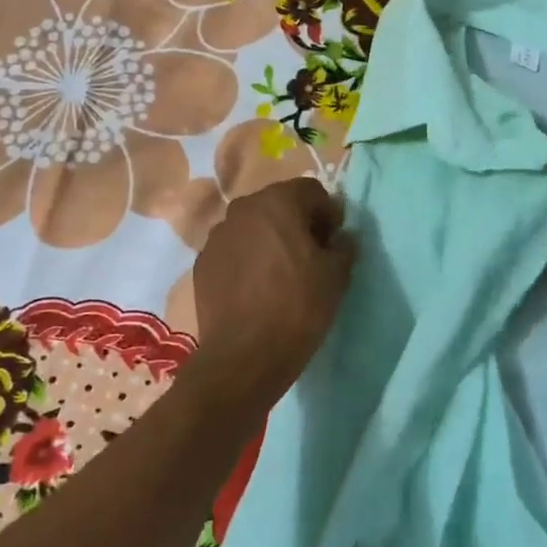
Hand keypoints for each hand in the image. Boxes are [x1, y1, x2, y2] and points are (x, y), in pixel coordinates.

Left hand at [188, 178, 355, 407]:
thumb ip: (344, 245)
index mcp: (277, 201)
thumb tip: (341, 238)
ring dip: (269, 240)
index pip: (311, 191)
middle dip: (297, 223)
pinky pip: (233, 250)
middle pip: (278, 205)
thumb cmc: (298, 307)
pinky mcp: (202, 263)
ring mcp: (217, 235)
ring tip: (281, 274)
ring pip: (253, 227)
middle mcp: (242, 209)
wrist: (245, 355)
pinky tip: (256, 289)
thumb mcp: (337, 275)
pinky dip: (247, 260)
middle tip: (311, 256)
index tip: (333, 242)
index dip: (328, 214)